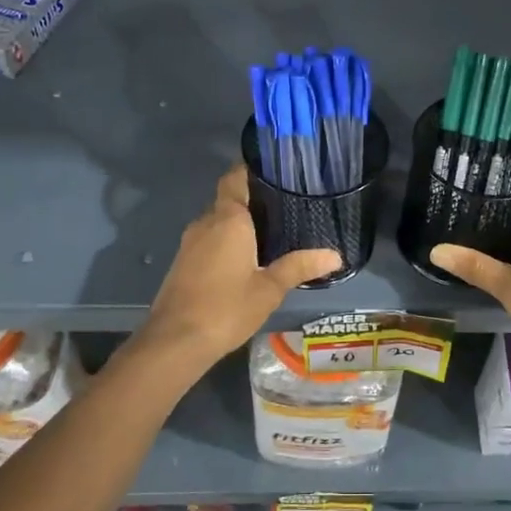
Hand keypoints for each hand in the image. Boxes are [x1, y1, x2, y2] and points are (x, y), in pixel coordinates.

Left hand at [138, 164, 340, 369]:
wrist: (176, 340)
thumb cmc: (227, 307)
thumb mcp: (269, 289)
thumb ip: (299, 267)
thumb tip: (335, 255)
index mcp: (228, 220)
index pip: (235, 178)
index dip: (251, 170)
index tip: (276, 171)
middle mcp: (205, 223)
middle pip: (228, 200)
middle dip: (253, 201)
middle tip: (286, 207)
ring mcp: (189, 243)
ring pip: (217, 222)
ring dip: (239, 225)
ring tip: (272, 233)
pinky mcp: (183, 262)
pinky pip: (208, 240)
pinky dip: (226, 242)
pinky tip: (246, 259)